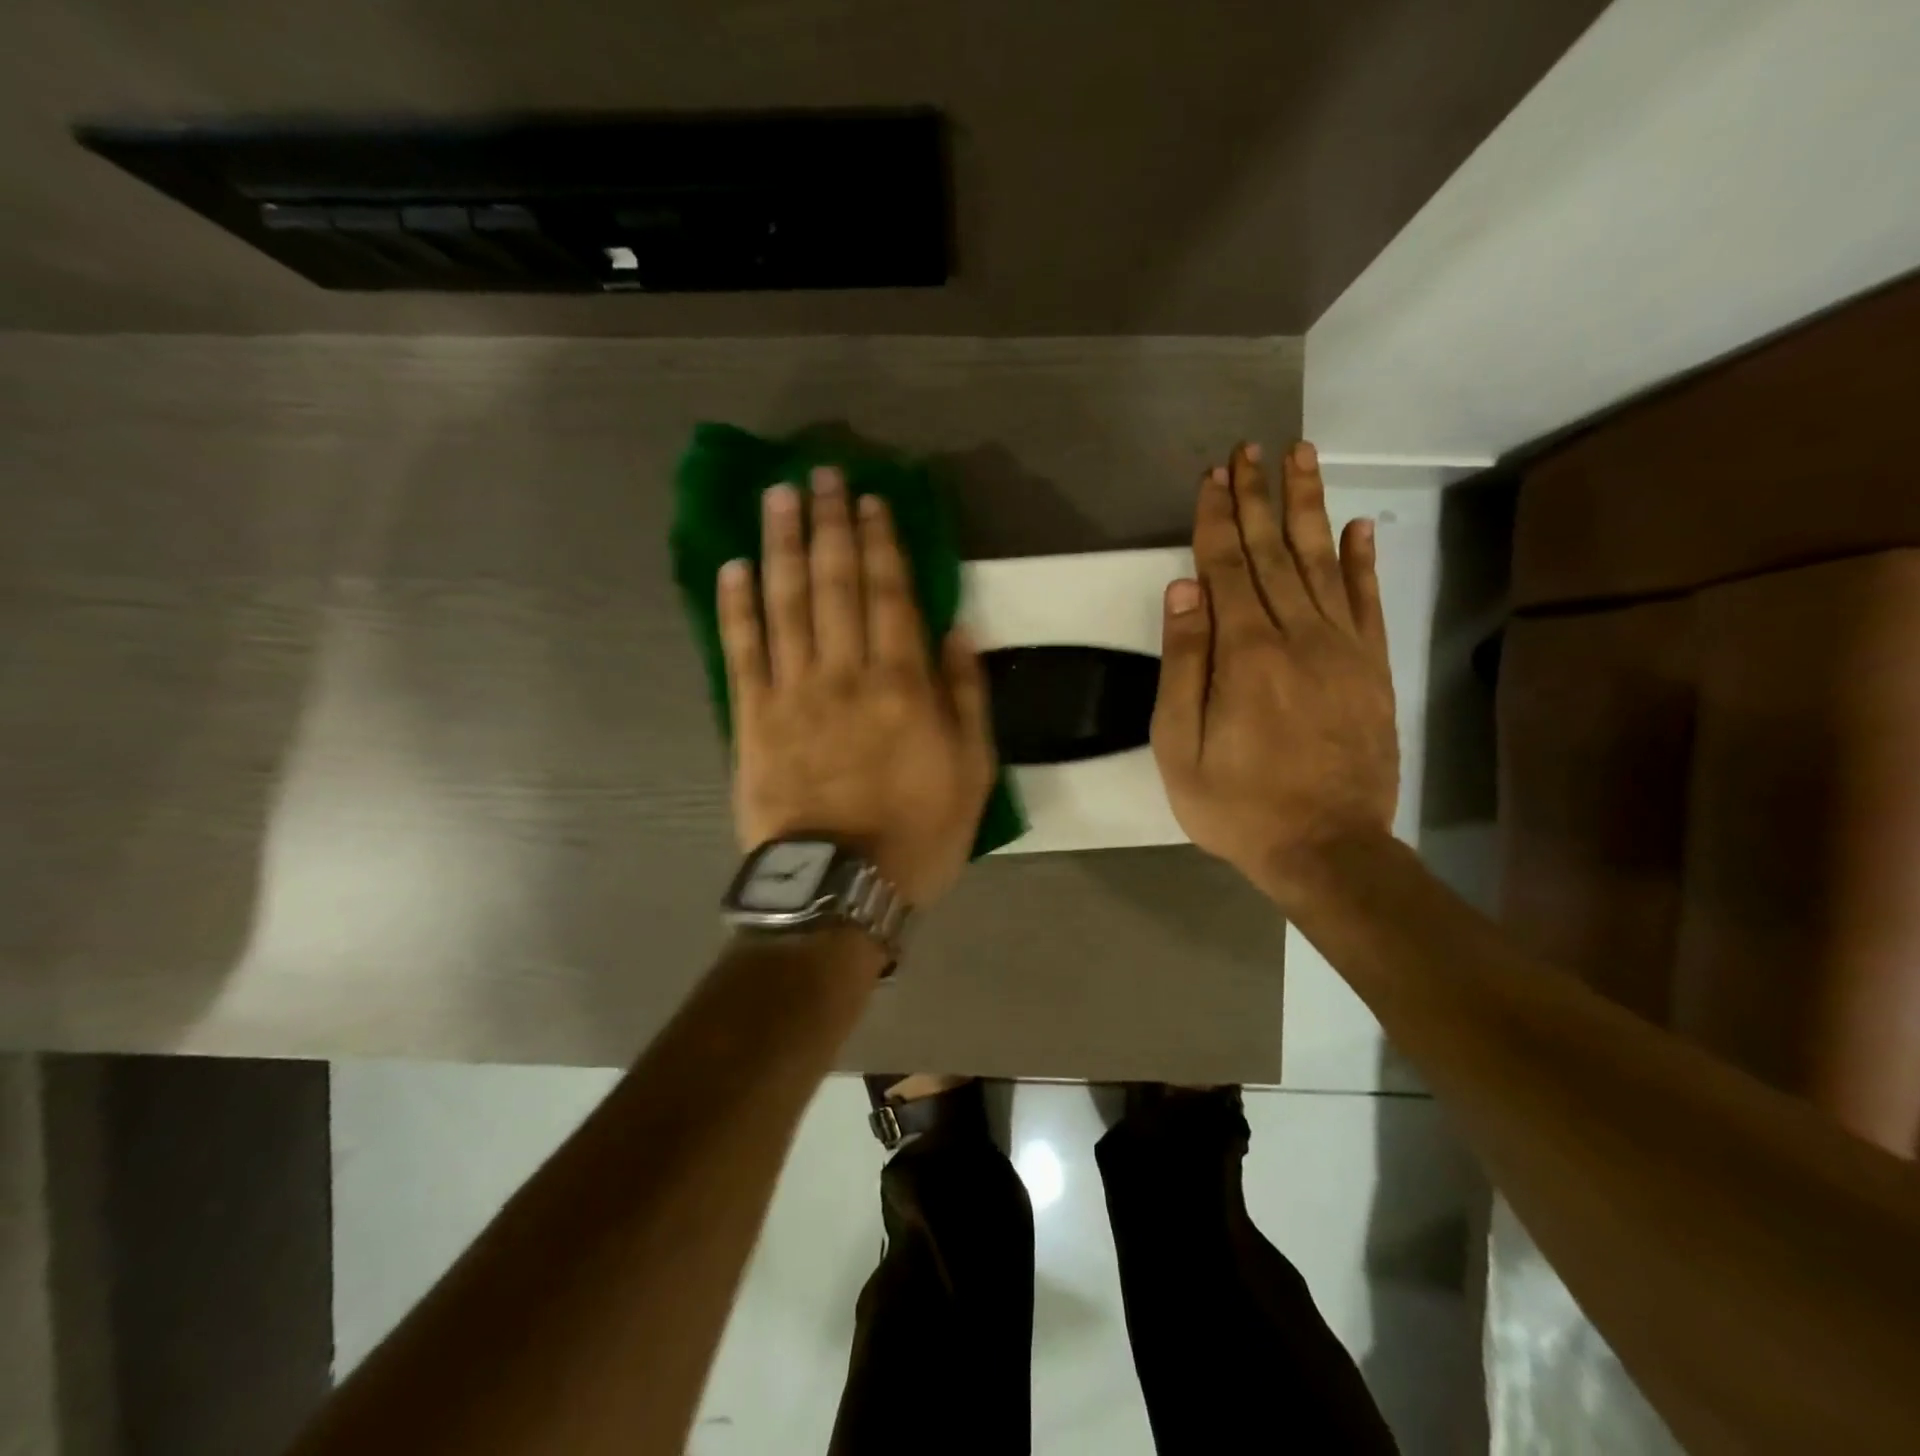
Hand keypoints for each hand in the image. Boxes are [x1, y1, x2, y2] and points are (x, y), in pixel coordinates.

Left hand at [718, 467, 995, 906]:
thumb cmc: (916, 834)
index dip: (880, 542)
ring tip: (777, 497)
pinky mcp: (751, 719)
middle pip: (835, 584)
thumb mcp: (973, 773)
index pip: (890, 594)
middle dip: (830, 525)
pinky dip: (736, 606)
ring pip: (785, 603)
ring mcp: (792, 693)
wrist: (839, 888)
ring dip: (782, 545)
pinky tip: (734, 567)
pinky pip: (741, 652)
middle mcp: (845, 673)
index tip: (871, 501)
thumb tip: (957, 630)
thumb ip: (966, 696)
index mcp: (903, 684)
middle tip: (821, 475)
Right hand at [1151, 440, 1398, 907]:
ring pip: (1323, 562)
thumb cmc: (1237, 804)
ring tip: (1302, 457)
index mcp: (1245, 653)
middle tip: (1251, 449)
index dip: (1216, 519)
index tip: (1212, 476)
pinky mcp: (1371, 669)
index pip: (1226, 568)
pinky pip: (1368, 602)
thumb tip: (1184, 590)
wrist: (1327, 847)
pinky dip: (1362, 560)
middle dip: (1257, 497)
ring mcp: (1342, 649)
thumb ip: (1183, 664)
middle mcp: (1297, 636)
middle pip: (1273, 552)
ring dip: (1308, 507)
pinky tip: (1357, 525)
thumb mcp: (1180, 746)